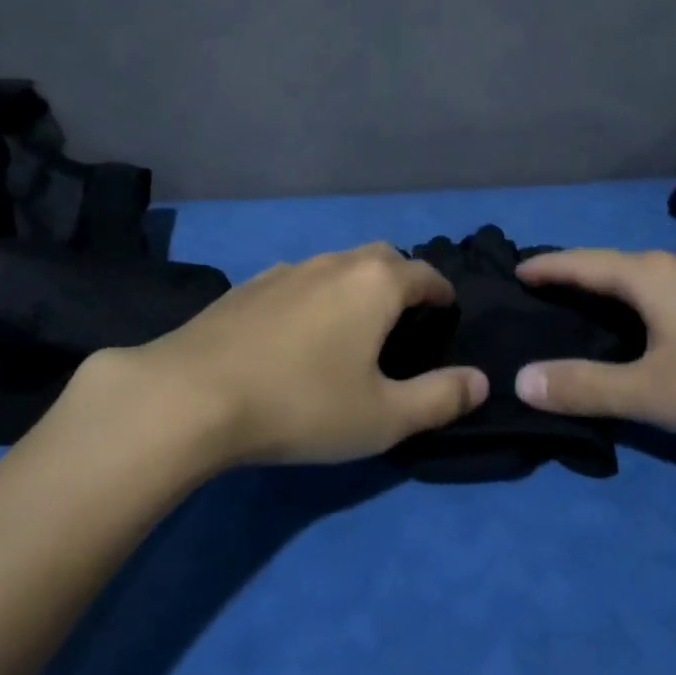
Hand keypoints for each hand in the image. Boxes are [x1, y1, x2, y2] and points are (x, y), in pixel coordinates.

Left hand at [90, 242, 487, 467]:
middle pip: (380, 258)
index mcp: (374, 283)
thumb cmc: (302, 403)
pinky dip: (314, 295)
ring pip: (336, 265)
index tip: (447, 310)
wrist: (194, 394)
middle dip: (400, 279)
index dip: (441, 291)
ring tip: (353, 324)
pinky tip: (299, 331)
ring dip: (355, 285)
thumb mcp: (383, 416)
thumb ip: (439, 398)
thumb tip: (481, 381)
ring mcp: (286, 270)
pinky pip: (298, 280)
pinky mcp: (248, 286)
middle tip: (404, 317)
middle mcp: (333, 262)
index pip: (423, 272)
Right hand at [511, 248, 675, 452]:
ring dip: (597, 296)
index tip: (511, 272)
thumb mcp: (654, 391)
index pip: (579, 262)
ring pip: (633, 285)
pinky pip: (654, 302)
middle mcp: (671, 271)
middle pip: (604, 268)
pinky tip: (626, 338)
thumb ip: (585, 386)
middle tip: (529, 298)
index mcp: (647, 275)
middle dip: (566, 278)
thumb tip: (519, 379)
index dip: (544, 268)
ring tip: (567, 316)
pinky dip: (625, 312)